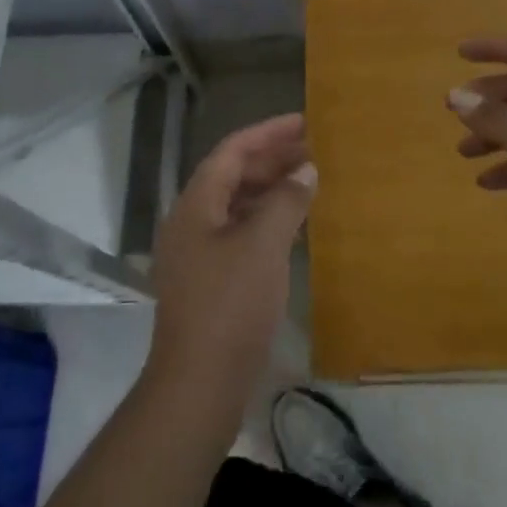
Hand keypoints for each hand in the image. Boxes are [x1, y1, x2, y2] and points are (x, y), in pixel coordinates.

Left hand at [146, 114, 314, 416]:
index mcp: (195, 204)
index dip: (268, 133)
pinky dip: (267, 220)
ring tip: (309, 181)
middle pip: (232, 176)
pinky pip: (240, 233)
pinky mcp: (210, 281)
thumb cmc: (230, 304)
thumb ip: (286, 200)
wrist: (199, 384)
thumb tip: (305, 170)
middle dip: (272, 159)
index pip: (232, 151)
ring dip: (271, 190)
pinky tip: (294, 227)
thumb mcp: (263, 245)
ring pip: (237, 205)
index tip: (304, 122)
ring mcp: (198, 253)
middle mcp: (191, 221)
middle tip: (314, 150)